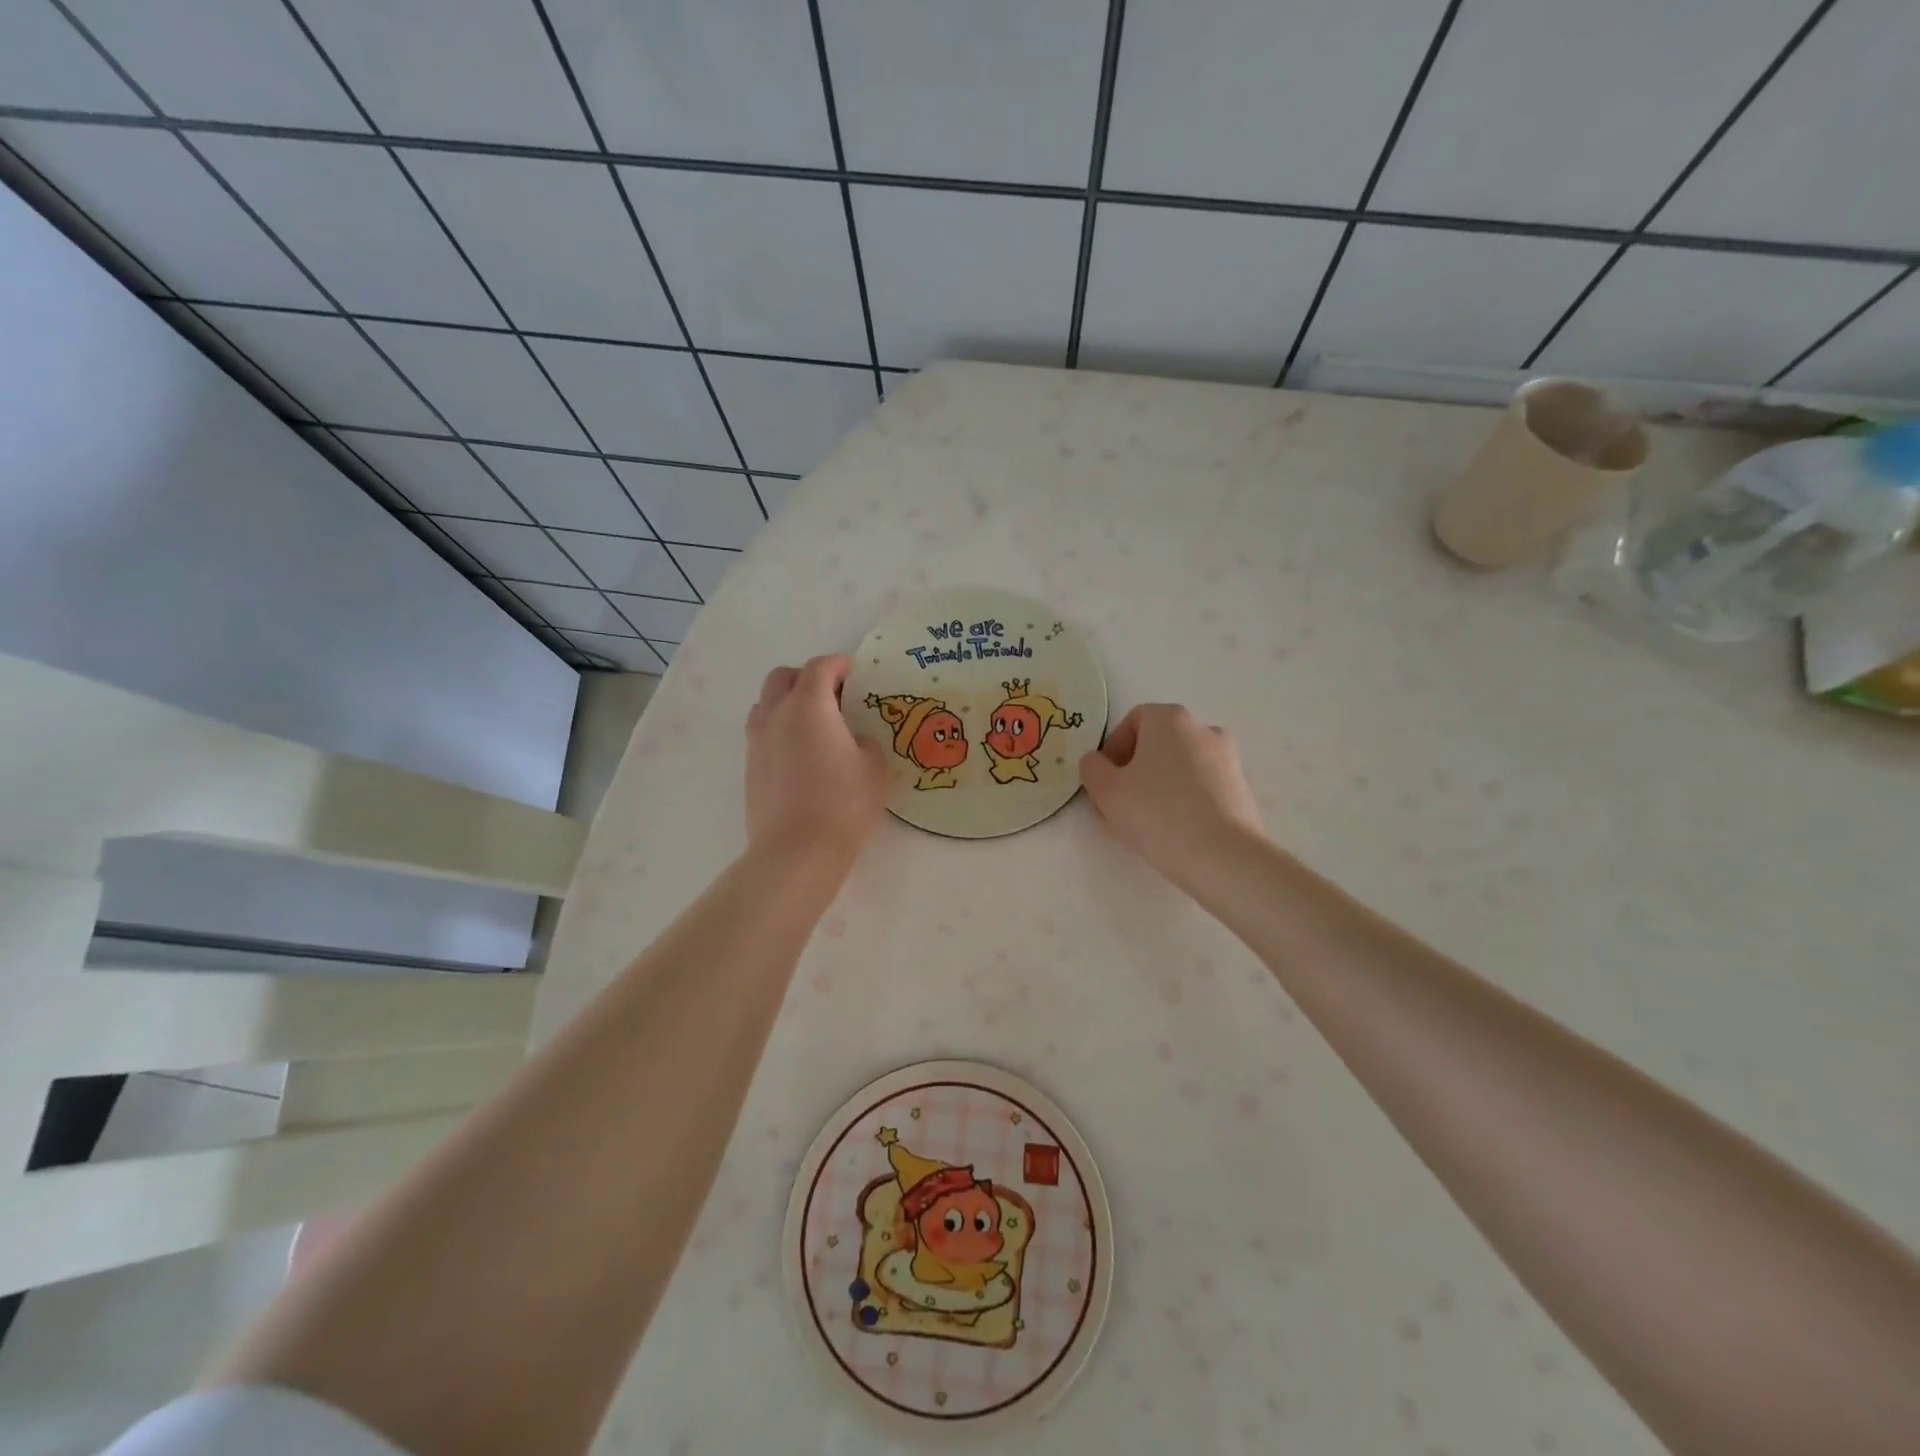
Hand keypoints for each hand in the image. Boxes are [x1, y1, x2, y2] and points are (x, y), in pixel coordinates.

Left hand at [745, 655, 888, 865]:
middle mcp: (776, 715)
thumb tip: (852, 738)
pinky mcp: (750, 767)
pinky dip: (780, 729)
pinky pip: (763, 732)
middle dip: (808, 677)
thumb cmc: (843, 805)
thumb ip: (866, 740)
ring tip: (815, 724)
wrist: (796, 852)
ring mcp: (757, 741)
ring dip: (789, 702)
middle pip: (783, 677)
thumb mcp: (874, 768)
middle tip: (833, 696)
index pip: (820, 667)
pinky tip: (802, 753)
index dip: (839, 664)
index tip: (854, 673)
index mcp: (809, 706)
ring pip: (767, 703)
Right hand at [1079, 704, 1263, 893]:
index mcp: (1170, 719)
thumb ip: (1092, 768)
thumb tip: (1097, 762)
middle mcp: (1203, 729)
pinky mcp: (1242, 788)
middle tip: (1121, 802)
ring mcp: (1229, 758)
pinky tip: (1176, 829)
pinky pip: (1202, 786)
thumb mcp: (1106, 791)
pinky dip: (1186, 799)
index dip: (1113, 749)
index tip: (1105, 781)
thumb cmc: (1157, 814)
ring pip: (1181, 765)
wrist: (1222, 856)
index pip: (1133, 721)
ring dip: (1161, 784)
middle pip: (1158, 742)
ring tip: (1148, 820)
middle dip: (1136, 768)